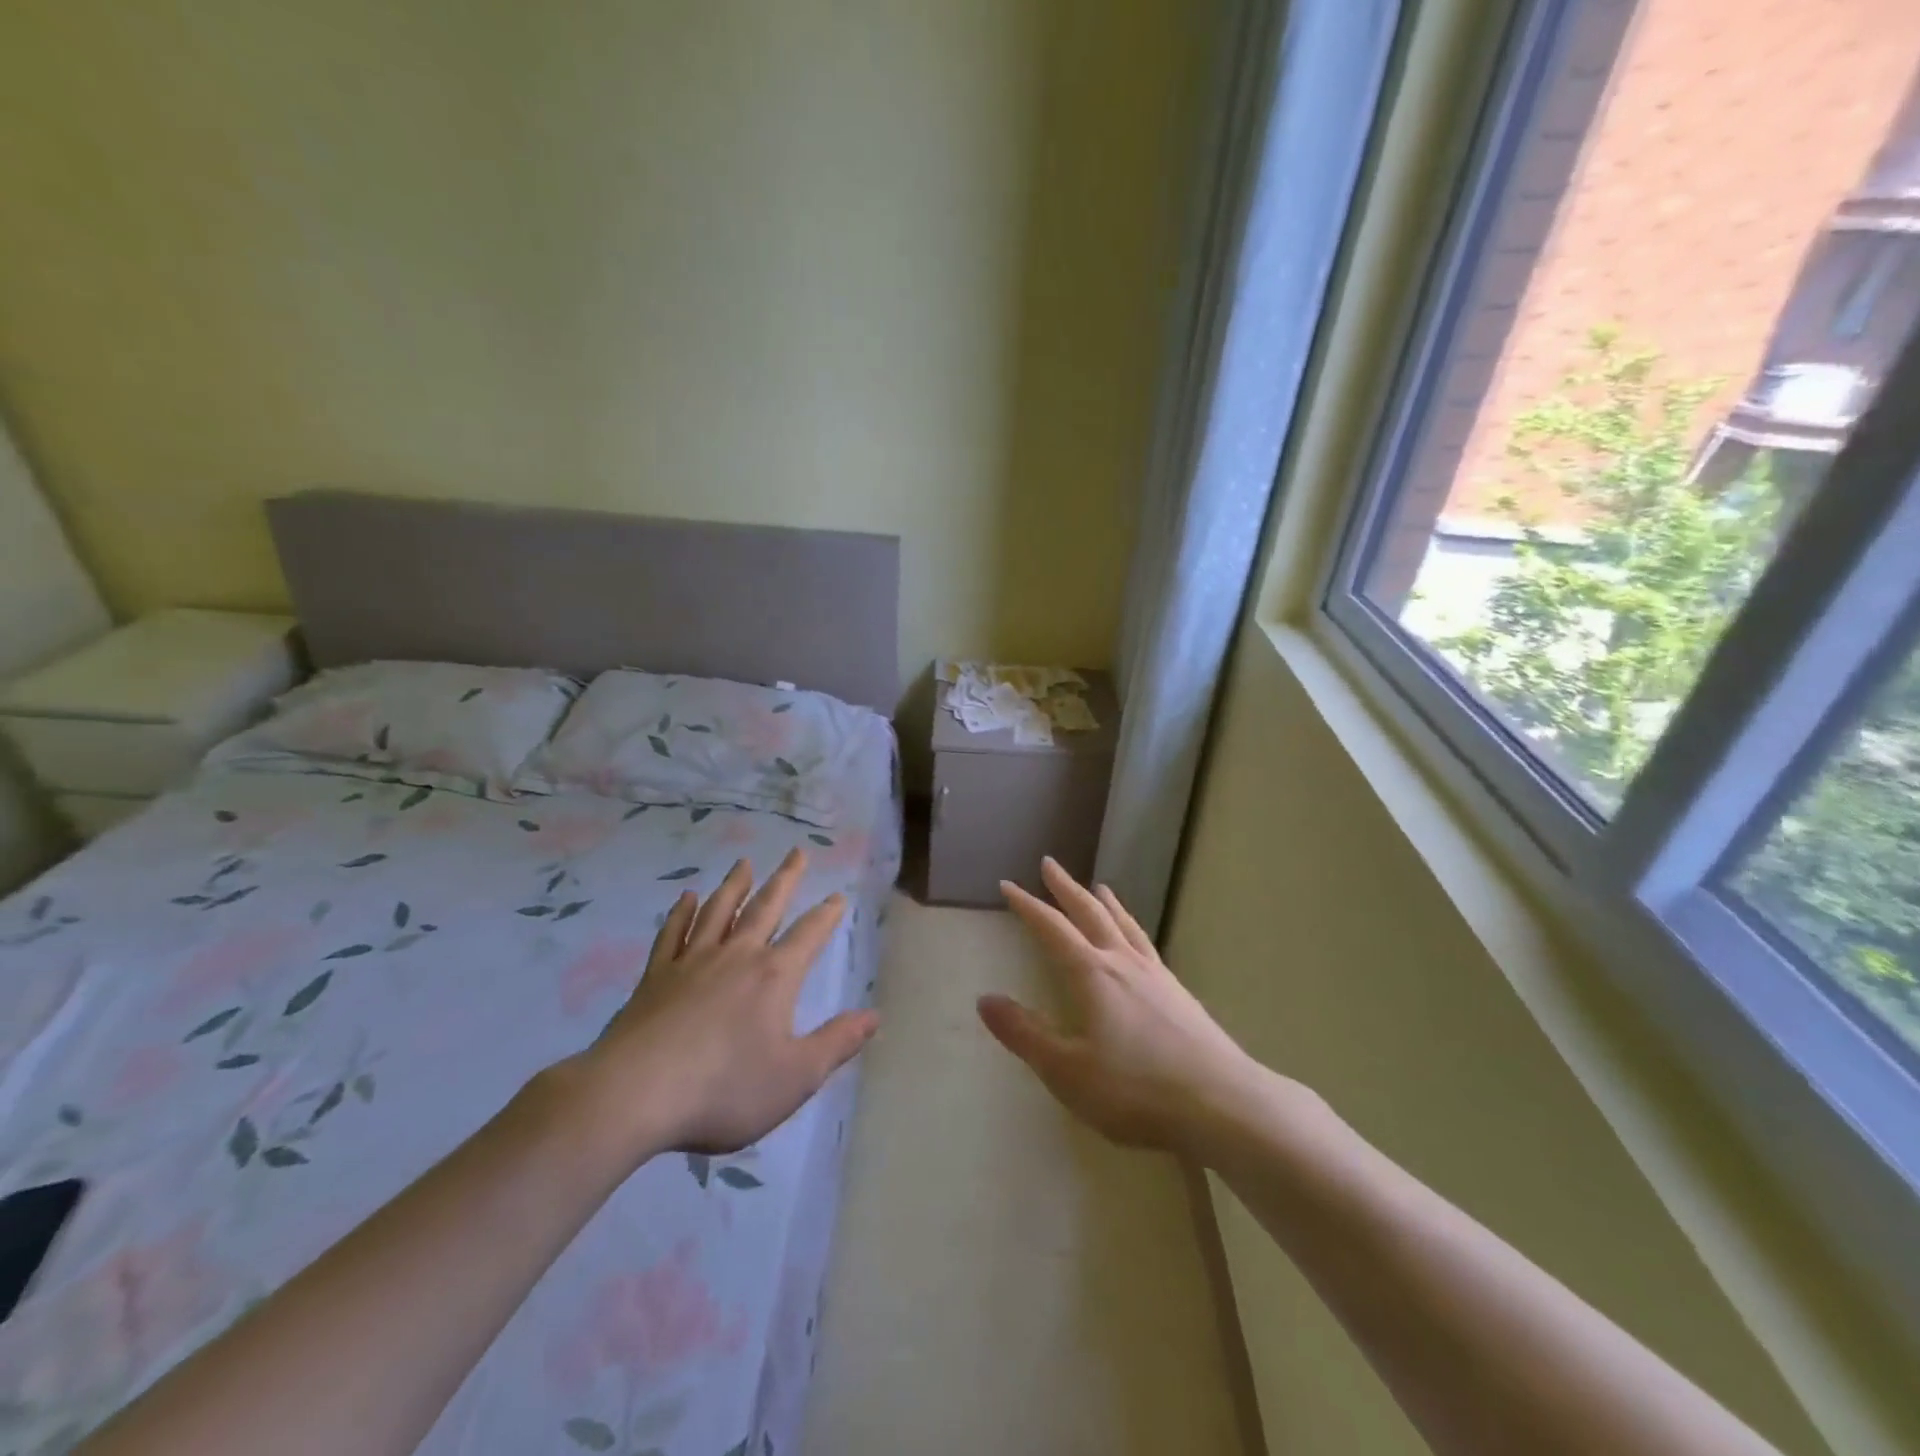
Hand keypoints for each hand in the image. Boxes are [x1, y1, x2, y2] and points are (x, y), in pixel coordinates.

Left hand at [570, 849, 876, 1160]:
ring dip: (735, 885)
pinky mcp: (655, 976)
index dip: (827, 916)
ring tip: (744, 862)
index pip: (809, 935)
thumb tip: (874, 1016)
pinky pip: (672, 933)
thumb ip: (836, 1043)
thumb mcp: (795, 1076)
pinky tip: (686, 897)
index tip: (838, 897)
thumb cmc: (724, 1088)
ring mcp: (692, 961)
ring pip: (719, 910)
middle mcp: (736, 956)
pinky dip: (682, 912)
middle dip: (785, 879)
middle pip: (765, 907)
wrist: (635, 1094)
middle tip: (796, 852)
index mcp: (774, 977)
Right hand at [979, 858, 1281, 1154]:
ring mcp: (1157, 976)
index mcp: (1093, 975)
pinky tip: (1138, 942)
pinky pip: (1147, 945)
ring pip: (1124, 926)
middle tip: (1050, 864)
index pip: (1052, 929)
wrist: (1223, 1104)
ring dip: (1106, 903)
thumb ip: (1025, 1034)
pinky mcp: (1180, 995)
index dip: (1028, 906)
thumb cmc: (1136, 1089)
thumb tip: (984, 999)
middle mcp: (1123, 963)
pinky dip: (1133, 929)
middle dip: (1066, 889)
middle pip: (1090, 914)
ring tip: (1099, 887)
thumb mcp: (1068, 1070)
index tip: (1008, 885)